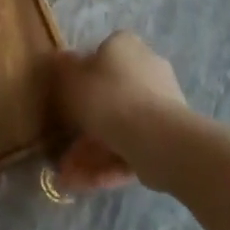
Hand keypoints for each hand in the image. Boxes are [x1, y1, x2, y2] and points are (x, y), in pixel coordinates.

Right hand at [50, 31, 188, 192]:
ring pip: (118, 126)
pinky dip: (107, 164)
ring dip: (91, 151)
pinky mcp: (166, 135)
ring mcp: (160, 103)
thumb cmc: (108, 98)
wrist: (156, 136)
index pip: (100, 55)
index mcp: (125, 46)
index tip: (64, 103)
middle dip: (83, 126)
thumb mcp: (72, 79)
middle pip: (108, 96)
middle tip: (62, 148)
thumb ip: (64, 69)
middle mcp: (147, 67)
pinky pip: (131, 146)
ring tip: (67, 177)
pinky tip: (83, 184)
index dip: (80, 79)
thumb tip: (63, 60)